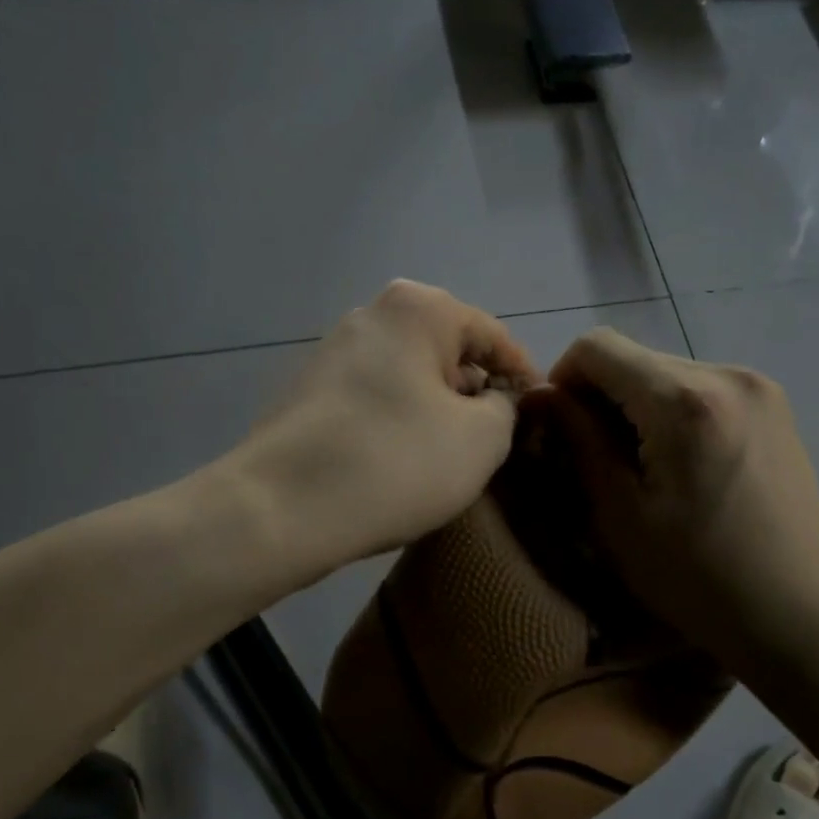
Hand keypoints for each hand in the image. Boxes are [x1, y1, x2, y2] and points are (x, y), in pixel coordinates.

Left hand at [237, 281, 537, 572]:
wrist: (279, 509)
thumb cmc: (396, 462)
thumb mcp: (481, 439)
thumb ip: (505, 408)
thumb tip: (493, 400)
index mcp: (418, 309)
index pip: (491, 336)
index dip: (522, 374)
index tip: (540, 410)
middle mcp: (371, 315)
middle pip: (446, 352)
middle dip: (475, 391)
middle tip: (498, 437)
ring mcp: (332, 352)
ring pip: (408, 376)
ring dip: (436, 408)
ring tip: (452, 453)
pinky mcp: (307, 392)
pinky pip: (374, 398)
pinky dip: (399, 420)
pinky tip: (403, 460)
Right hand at [544, 328, 818, 660]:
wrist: (798, 615)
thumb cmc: (698, 578)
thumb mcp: (620, 514)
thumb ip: (580, 441)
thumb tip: (544, 396)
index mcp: (684, 401)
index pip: (599, 346)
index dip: (563, 378)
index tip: (561, 427)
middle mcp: (727, 375)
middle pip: (635, 357)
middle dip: (602, 396)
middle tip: (597, 457)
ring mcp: (759, 387)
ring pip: (668, 372)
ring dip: (639, 405)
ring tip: (643, 466)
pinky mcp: (775, 406)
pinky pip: (702, 388)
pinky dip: (674, 412)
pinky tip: (683, 464)